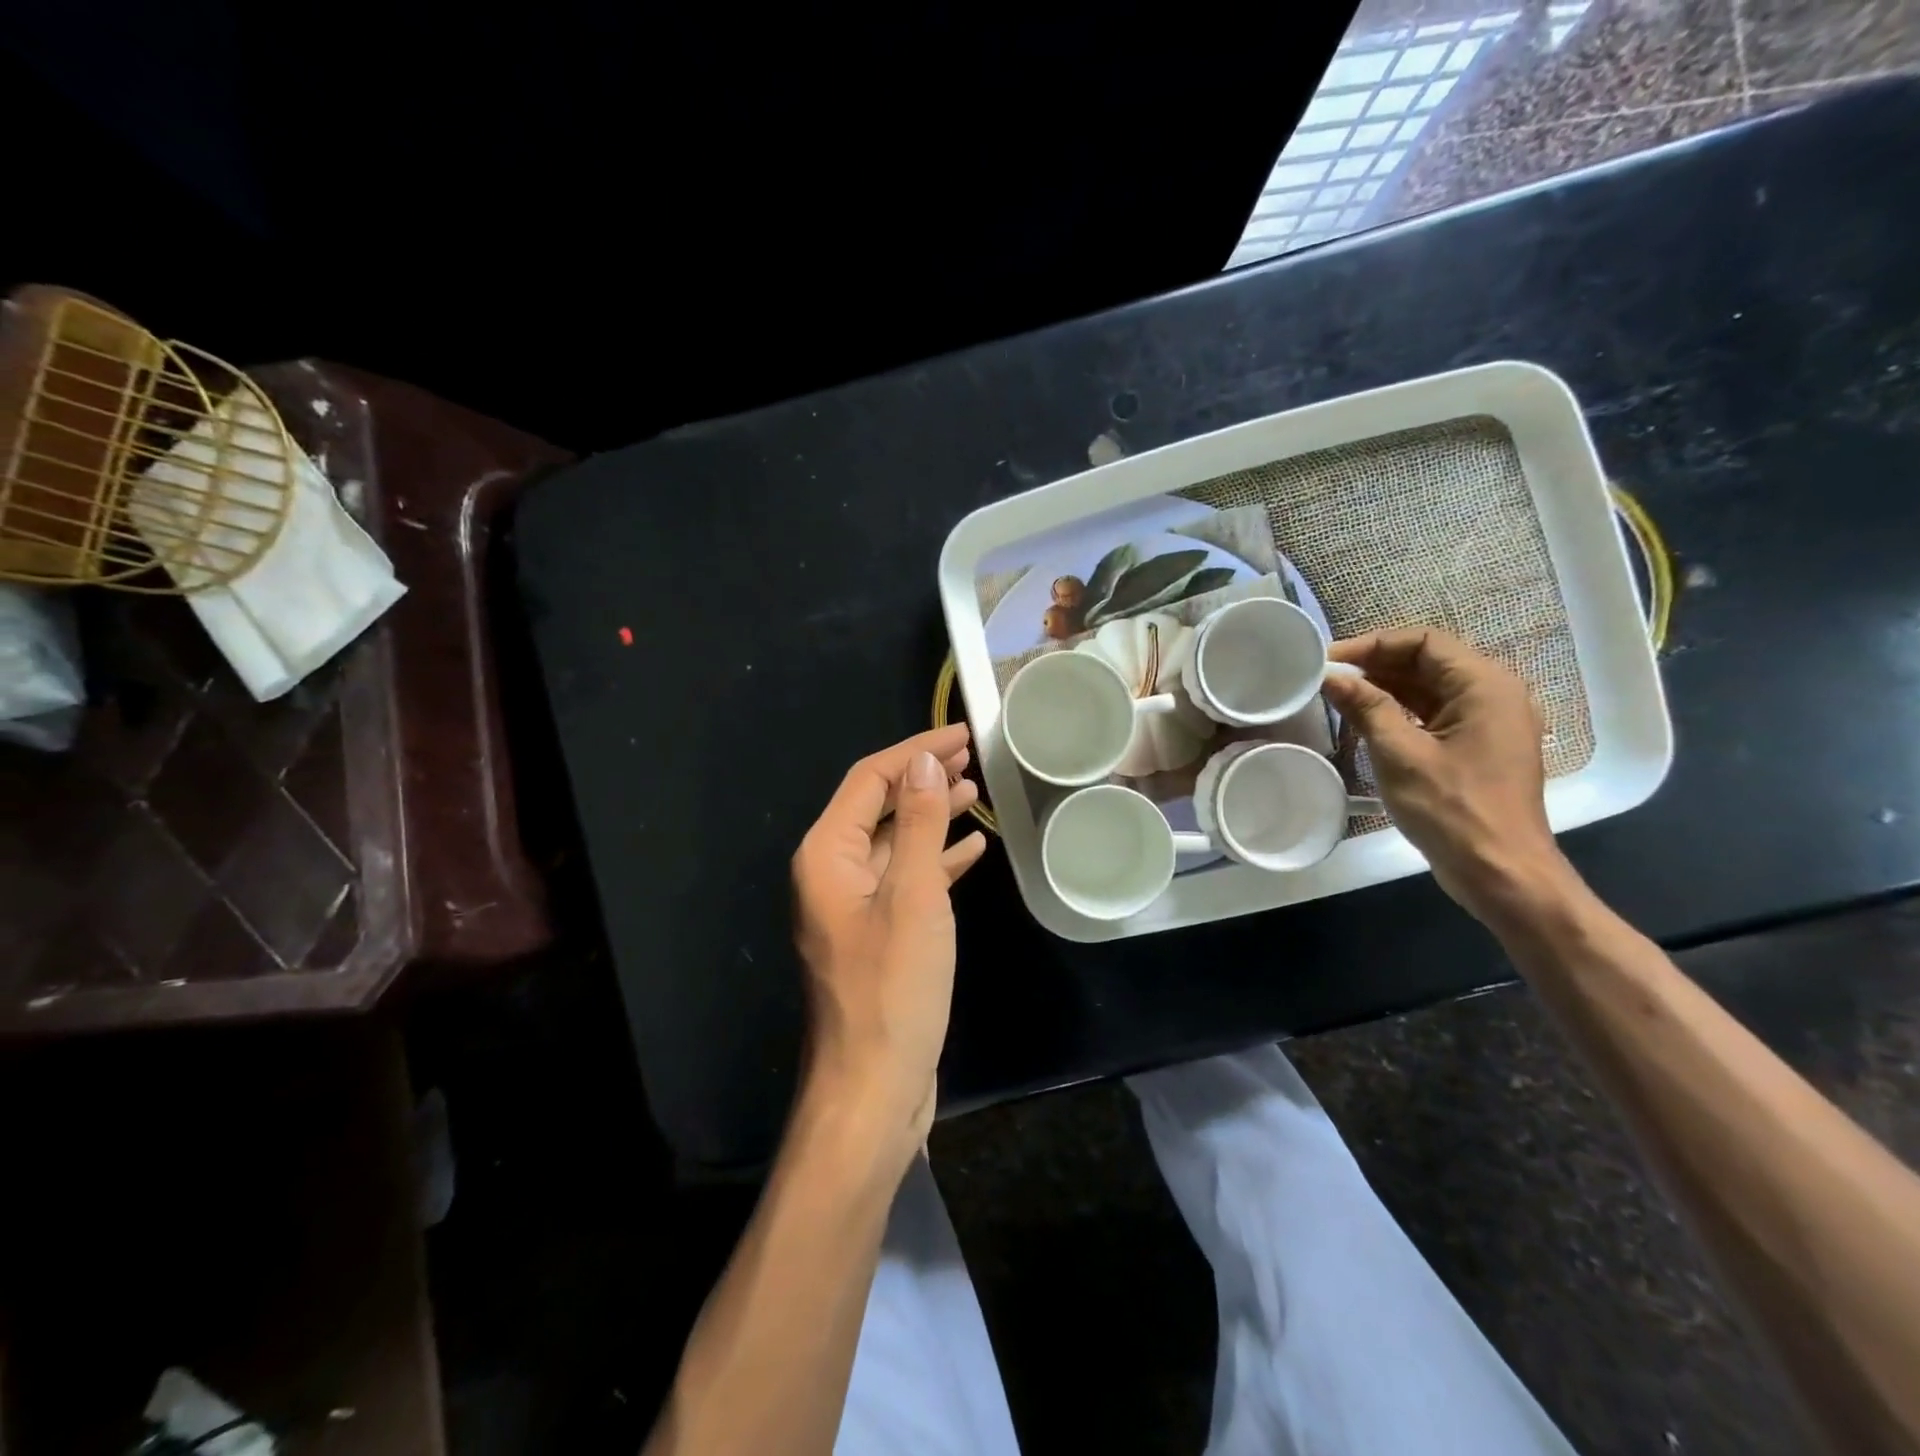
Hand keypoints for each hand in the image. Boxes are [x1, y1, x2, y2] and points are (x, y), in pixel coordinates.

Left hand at [791, 724, 987, 1153]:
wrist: (872, 1089)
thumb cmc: (892, 989)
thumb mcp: (913, 897)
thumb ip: (917, 824)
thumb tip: (923, 761)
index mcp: (827, 855)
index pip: (870, 780)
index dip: (914, 751)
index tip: (960, 734)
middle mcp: (832, 873)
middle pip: (878, 806)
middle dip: (923, 779)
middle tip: (972, 758)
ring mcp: (854, 907)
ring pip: (894, 843)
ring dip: (932, 815)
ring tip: (975, 792)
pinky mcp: (878, 936)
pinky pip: (906, 880)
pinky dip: (936, 860)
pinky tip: (971, 849)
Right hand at [1321, 629, 1571, 919]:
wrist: (1499, 872)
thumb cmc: (1452, 809)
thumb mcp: (1400, 754)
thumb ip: (1366, 708)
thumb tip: (1331, 677)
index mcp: (1485, 686)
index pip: (1424, 641)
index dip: (1373, 645)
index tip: (1329, 661)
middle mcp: (1492, 694)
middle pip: (1427, 661)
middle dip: (1375, 665)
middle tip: (1326, 678)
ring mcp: (1486, 722)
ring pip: (1428, 688)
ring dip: (1383, 688)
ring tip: (1337, 697)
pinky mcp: (1476, 747)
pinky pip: (1433, 714)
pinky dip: (1398, 711)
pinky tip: (1363, 721)